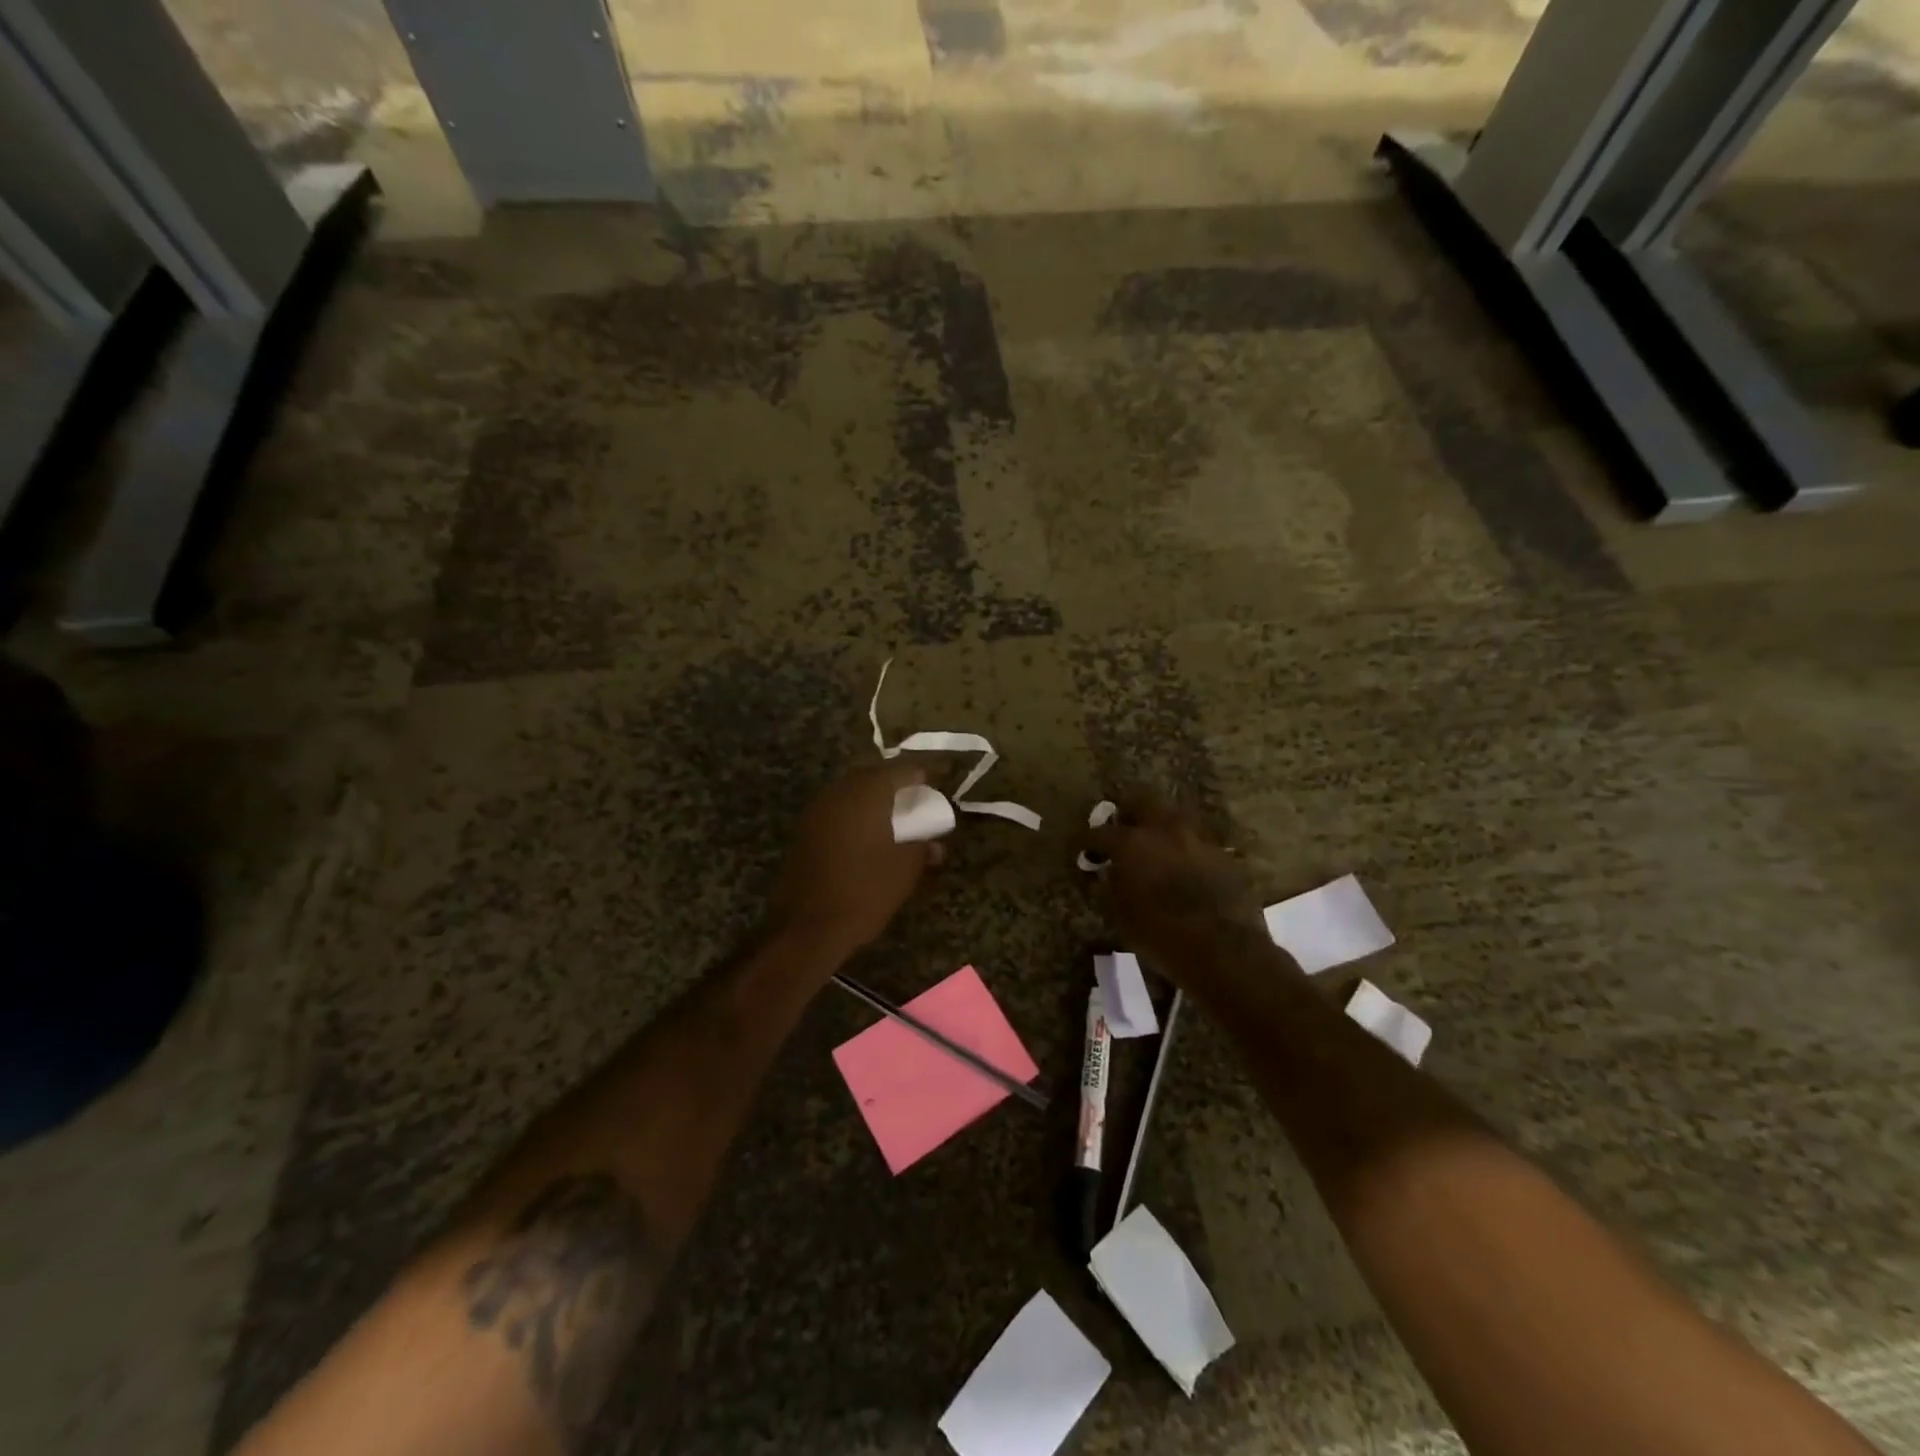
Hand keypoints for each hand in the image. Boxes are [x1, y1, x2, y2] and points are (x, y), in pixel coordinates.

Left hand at [767, 764, 942, 961]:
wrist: (810, 926)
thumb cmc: (866, 891)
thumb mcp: (906, 868)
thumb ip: (922, 846)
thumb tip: (933, 841)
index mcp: (867, 794)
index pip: (899, 771)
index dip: (918, 777)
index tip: (932, 784)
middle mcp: (839, 793)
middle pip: (871, 777)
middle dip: (892, 785)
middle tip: (912, 799)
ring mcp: (817, 811)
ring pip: (850, 793)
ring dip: (871, 800)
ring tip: (891, 817)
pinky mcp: (804, 832)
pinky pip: (836, 811)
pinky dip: (854, 816)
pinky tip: (866, 835)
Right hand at [1082, 793, 1276, 987]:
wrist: (1224, 949)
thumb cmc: (1161, 935)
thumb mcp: (1122, 916)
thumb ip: (1112, 886)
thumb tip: (1110, 872)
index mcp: (1133, 843)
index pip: (1101, 832)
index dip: (1088, 840)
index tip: (1083, 847)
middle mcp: (1165, 830)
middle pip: (1142, 801)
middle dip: (1128, 812)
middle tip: (1121, 829)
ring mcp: (1198, 839)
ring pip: (1174, 816)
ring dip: (1160, 826)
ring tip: (1155, 845)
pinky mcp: (1223, 855)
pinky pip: (1197, 841)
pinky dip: (1185, 848)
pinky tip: (1183, 867)